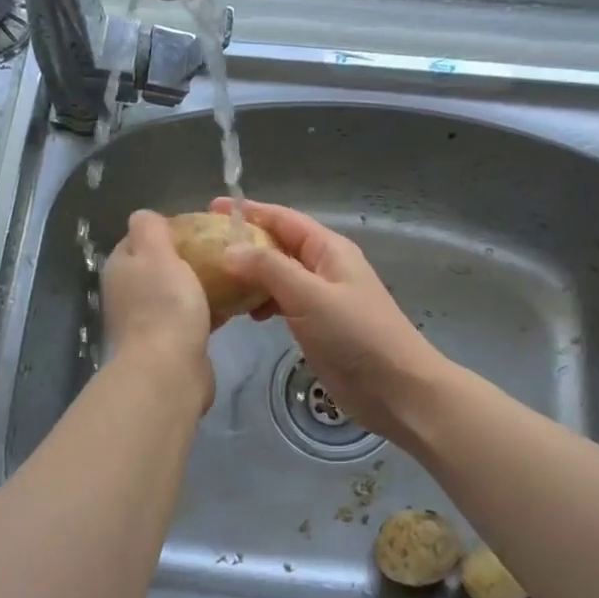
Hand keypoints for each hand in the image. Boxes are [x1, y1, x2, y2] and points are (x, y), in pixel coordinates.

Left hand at [102, 210, 215, 410]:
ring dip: (203, 284)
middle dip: (190, 257)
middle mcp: (129, 293)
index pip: (140, 238)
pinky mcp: (172, 343)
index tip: (200, 228)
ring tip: (233, 274)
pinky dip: (211, 309)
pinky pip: (194, 316)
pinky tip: (236, 304)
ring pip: (179, 291)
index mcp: (121, 268)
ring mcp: (149, 320)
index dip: (168, 230)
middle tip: (221, 250)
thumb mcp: (154, 252)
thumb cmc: (163, 305)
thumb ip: (149, 227)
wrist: (170, 371)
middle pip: (161, 265)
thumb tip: (146, 216)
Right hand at [213, 199, 449, 446]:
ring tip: (214, 283)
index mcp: (328, 249)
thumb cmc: (356, 335)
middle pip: (278, 245)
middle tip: (202, 250)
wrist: (395, 388)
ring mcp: (320, 297)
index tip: (211, 209)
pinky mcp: (316, 325)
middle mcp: (323, 267)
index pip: (282, 219)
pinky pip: (282, 302)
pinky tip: (244, 314)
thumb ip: (268, 269)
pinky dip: (261, 303)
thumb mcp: (310, 296)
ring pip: (278, 276)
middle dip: (243, 244)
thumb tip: (228, 250)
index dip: (249, 212)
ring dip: (249, 276)